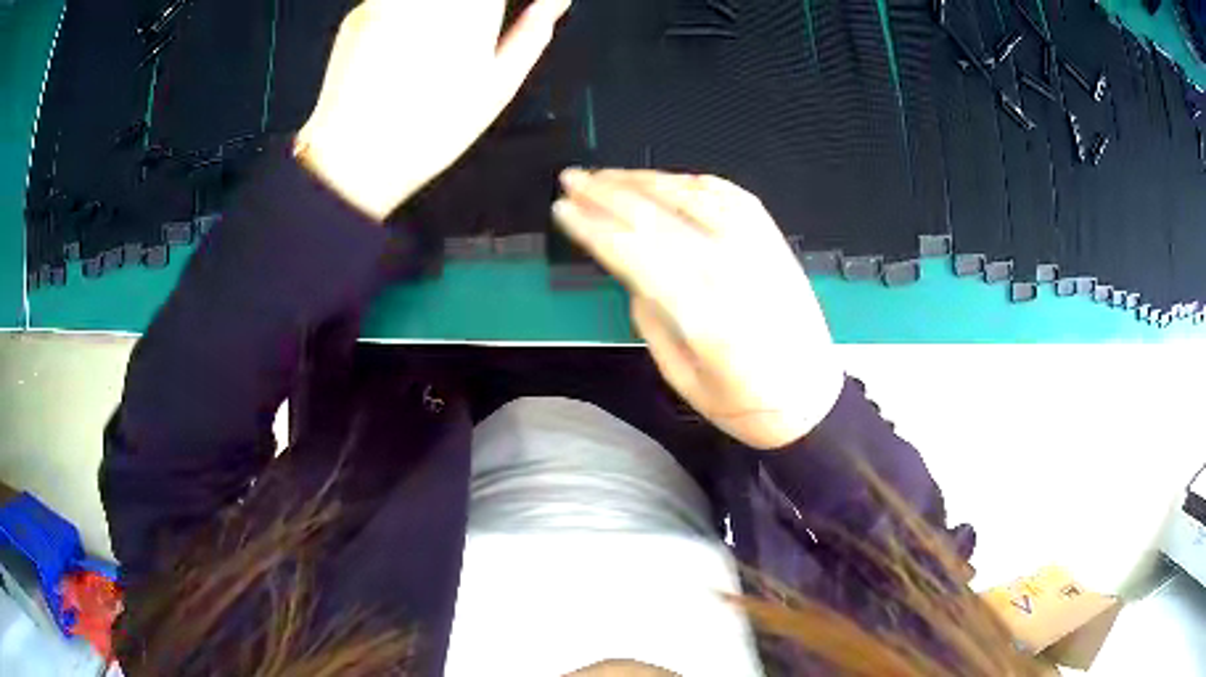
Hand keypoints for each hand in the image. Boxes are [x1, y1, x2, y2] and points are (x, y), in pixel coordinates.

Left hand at [295, 0, 570, 219]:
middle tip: (475, 27)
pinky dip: (405, 16)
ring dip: (440, 12)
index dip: (493, 7)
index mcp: (473, 8)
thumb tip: (556, 1)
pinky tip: (401, 50)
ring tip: (436, 45)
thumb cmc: (434, 128)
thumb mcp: (499, 86)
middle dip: (473, 8)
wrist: (356, 156)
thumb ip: (532, 33)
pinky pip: (394, 1)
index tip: (496, 16)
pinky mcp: (359, 13)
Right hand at [554, 170, 843, 449]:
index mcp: (702, 313)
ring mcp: (755, 248)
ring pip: (690, 195)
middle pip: (656, 215)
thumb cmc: (744, 402)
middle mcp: (728, 269)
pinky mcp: (772, 240)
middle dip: (606, 192)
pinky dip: (693, 181)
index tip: (562, 210)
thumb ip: (651, 320)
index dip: (592, 226)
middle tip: (572, 178)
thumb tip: (633, 276)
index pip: (633, 251)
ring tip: (609, 174)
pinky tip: (667, 179)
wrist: (810, 398)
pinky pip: (729, 195)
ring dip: (644, 179)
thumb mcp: (682, 378)